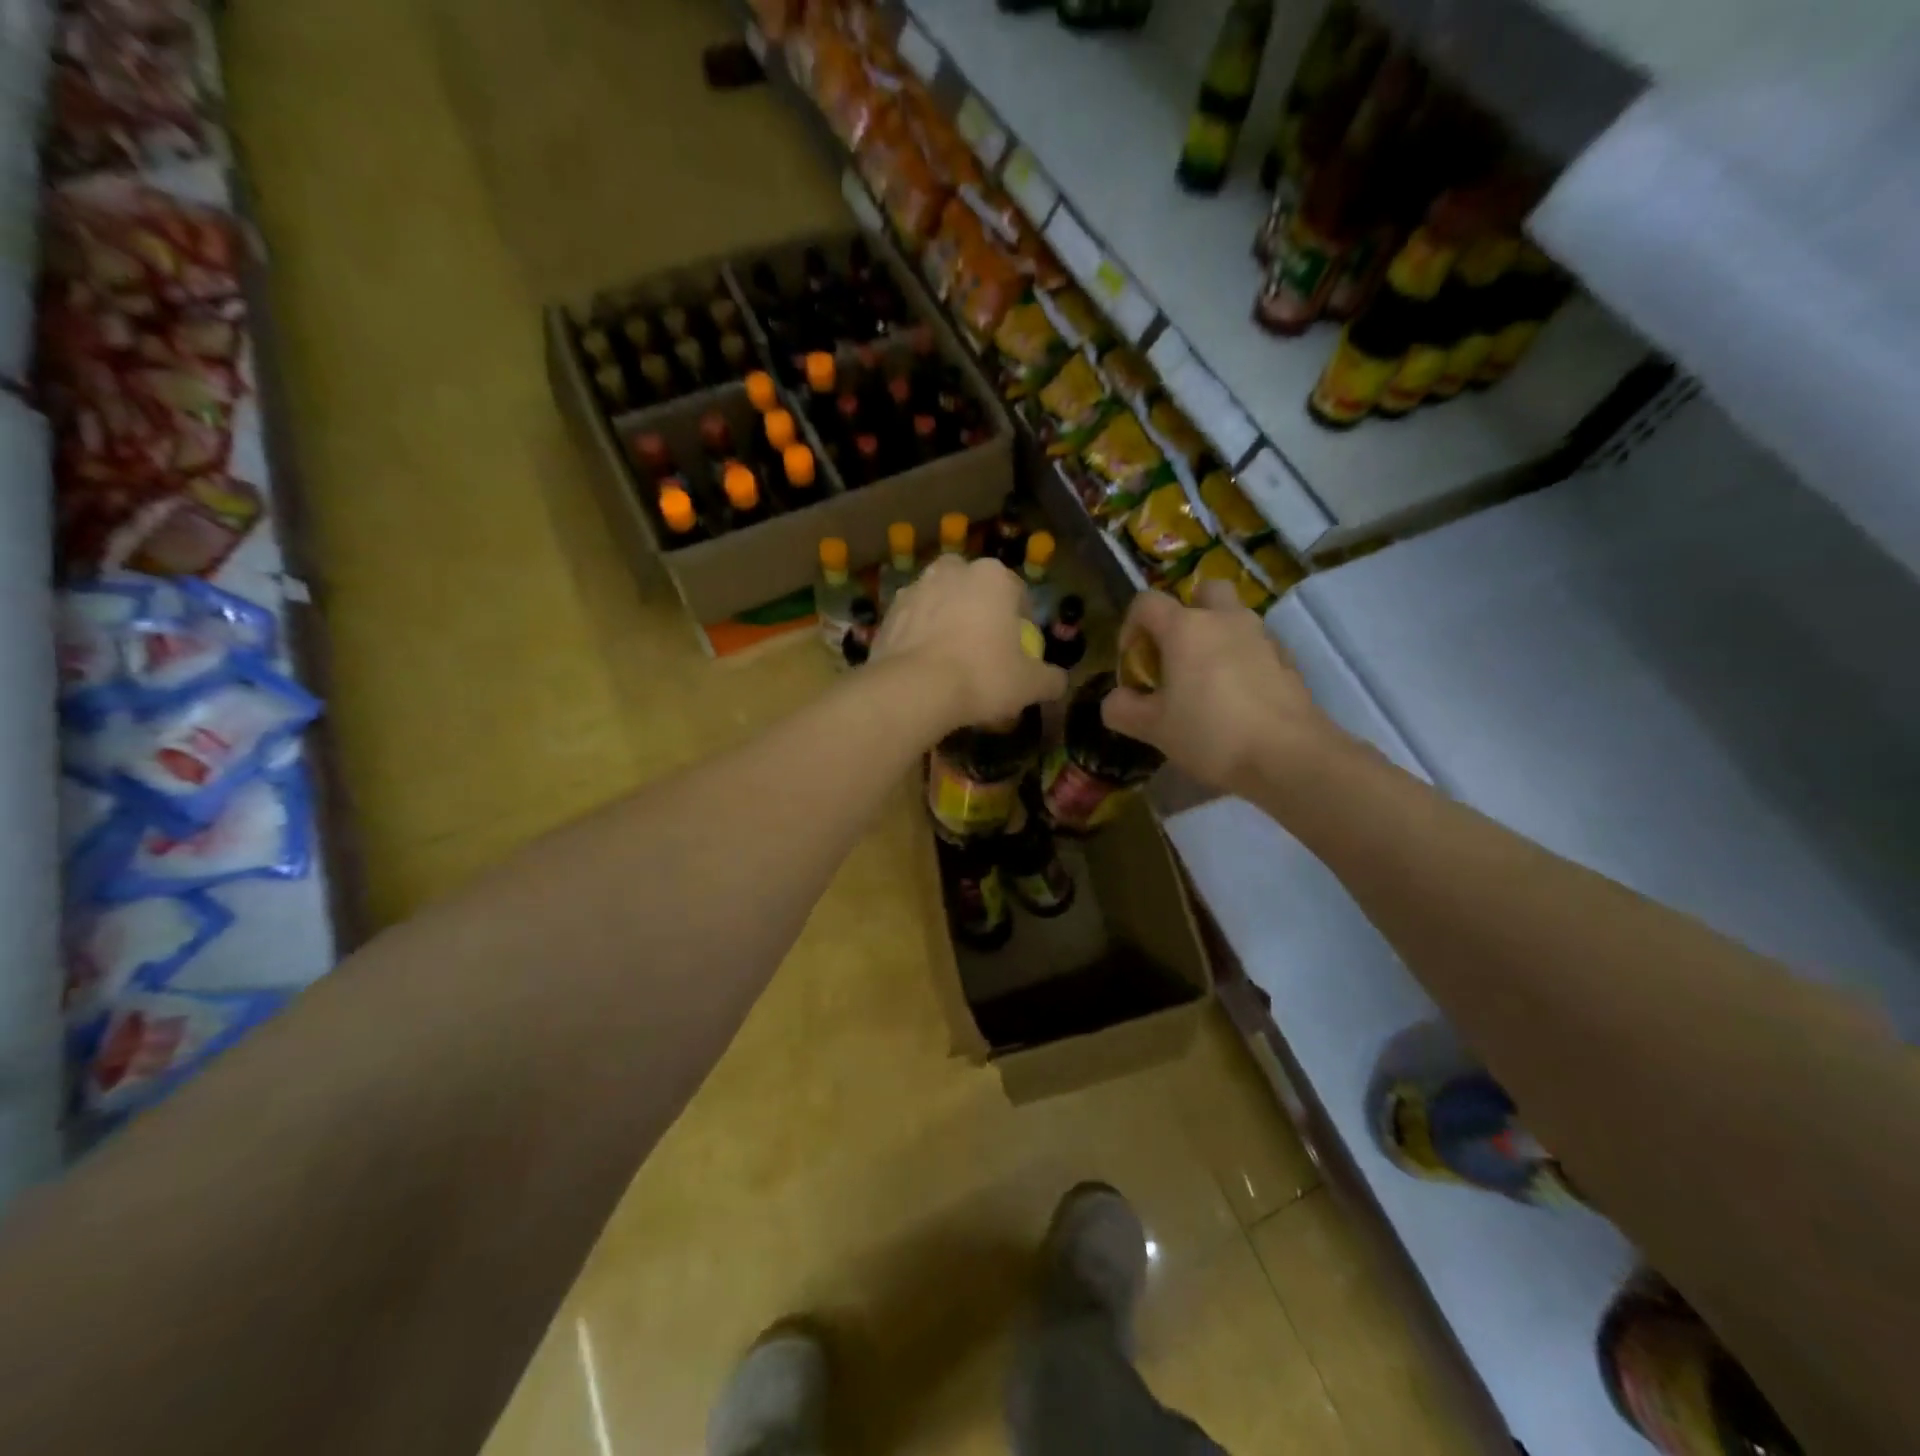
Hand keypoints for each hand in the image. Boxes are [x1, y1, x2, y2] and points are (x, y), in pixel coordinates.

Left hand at [872, 555, 1067, 733]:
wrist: (913, 689)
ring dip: (947, 621)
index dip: (1022, 623)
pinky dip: (919, 638)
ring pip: (940, 602)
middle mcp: (952, 571)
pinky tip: (925, 668)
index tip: (1020, 650)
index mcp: (993, 576)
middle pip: (974, 590)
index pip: (1017, 593)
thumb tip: (1059, 682)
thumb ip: (1050, 679)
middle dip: (980, 612)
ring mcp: (915, 588)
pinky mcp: (887, 613)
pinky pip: (913, 623)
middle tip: (984, 648)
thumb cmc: (982, 676)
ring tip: (951, 659)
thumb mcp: (1029, 684)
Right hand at [1102, 580, 1340, 795]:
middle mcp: (1225, 620)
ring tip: (1206, 681)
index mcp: (1186, 628)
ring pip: (1234, 618)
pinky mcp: (1287, 660)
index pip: (1146, 603)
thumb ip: (1122, 709)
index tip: (1133, 661)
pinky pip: (1256, 647)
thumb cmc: (1210, 733)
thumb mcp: (1152, 728)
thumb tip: (1116, 700)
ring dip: (1216, 637)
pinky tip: (1237, 699)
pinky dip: (1242, 660)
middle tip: (1177, 653)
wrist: (1288, 755)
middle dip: (1186, 613)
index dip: (1131, 627)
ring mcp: (1262, 637)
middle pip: (1203, 591)